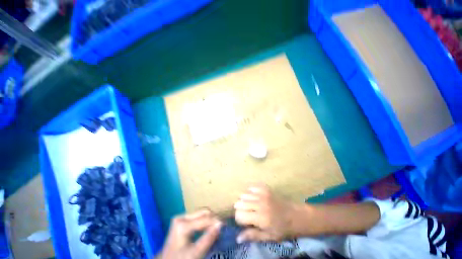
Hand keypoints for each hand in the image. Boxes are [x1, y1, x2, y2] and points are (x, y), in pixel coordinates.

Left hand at [158, 209, 221, 258]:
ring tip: (217, 227)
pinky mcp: (182, 220)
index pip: (204, 219)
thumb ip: (208, 239)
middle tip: (222, 226)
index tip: (226, 225)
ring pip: (201, 213)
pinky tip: (208, 228)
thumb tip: (220, 225)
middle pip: (203, 213)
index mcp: (183, 224)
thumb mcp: (195, 253)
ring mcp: (181, 218)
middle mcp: (181, 217)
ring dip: (210, 219)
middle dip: (213, 219)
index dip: (216, 221)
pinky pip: (197, 217)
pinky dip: (204, 221)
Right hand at [234, 184, 303, 242]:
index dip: (240, 220)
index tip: (245, 222)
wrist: (295, 215)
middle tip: (247, 214)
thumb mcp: (268, 237)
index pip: (239, 215)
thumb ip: (252, 235)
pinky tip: (253, 197)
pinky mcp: (265, 188)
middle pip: (239, 203)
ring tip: (250, 206)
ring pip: (244, 195)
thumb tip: (237, 238)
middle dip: (240, 210)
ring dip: (244, 201)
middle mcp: (259, 204)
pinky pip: (251, 187)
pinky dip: (250, 192)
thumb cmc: (282, 229)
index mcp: (260, 218)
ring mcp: (262, 194)